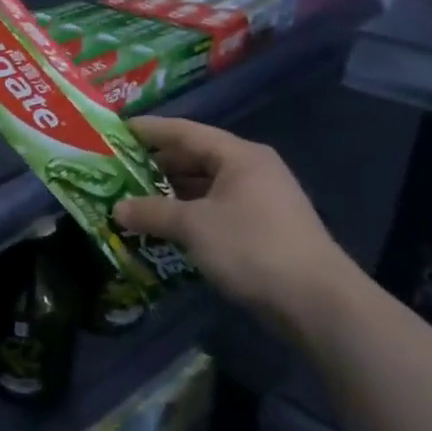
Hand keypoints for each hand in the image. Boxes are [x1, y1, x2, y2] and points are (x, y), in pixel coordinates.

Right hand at [113, 117, 356, 325]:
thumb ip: (152, 212)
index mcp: (239, 156)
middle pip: (195, 157)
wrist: (315, 300)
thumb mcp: (194, 226)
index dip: (150, 130)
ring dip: (169, 193)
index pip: (185, 132)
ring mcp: (259, 199)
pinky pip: (214, 209)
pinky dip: (187, 214)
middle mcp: (251, 170)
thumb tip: (117, 209)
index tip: (117, 130)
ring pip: (204, 186)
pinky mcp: (260, 227)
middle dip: (155, 165)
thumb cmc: (251, 247)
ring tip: (132, 199)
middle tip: (116, 170)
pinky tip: (163, 226)